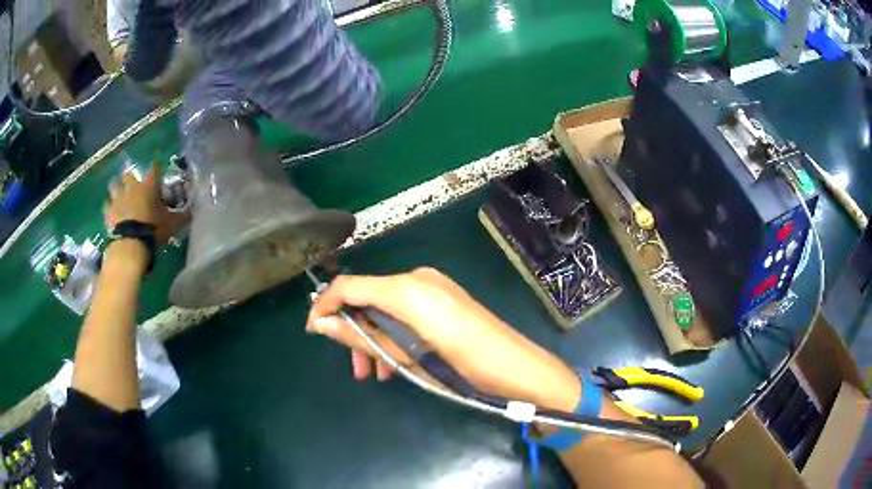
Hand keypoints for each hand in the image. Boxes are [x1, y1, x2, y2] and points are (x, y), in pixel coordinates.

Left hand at [104, 165, 188, 245]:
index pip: (154, 168)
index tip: (159, 170)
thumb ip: (182, 216)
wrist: (130, 245)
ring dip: (117, 188)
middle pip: (129, 174)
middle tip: (134, 184)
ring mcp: (118, 198)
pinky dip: (109, 206)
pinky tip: (112, 212)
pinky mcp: (108, 212)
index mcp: (149, 185)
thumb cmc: (153, 230)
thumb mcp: (172, 225)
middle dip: (131, 178)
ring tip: (119, 194)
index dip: (157, 168)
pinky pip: (107, 204)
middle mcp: (132, 186)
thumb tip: (194, 211)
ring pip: (114, 185)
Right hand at [306, 268, 581, 410]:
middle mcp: (417, 278)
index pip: (349, 285)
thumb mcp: (405, 355)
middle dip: (354, 331)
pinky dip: (395, 333)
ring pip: (387, 307)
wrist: (515, 368)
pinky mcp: (444, 298)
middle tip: (355, 368)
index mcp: (406, 289)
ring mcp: (433, 286)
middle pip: (368, 297)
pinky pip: (406, 311)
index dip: (325, 305)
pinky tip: (397, 362)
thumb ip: (361, 336)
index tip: (312, 330)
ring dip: (375, 337)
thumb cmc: (460, 365)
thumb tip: (321, 325)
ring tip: (376, 374)